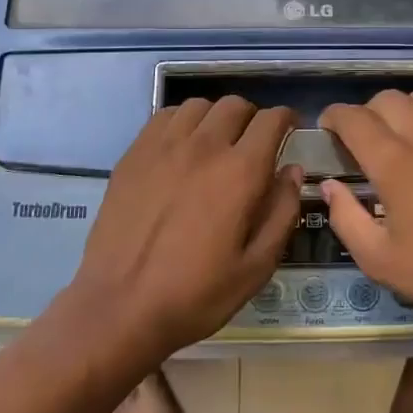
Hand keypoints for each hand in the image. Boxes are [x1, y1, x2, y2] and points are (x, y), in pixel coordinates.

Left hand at [68, 97, 302, 361]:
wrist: (120, 308)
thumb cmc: (196, 294)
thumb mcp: (256, 266)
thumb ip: (282, 212)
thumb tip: (293, 171)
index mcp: (240, 172)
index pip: (271, 120)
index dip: (286, 119)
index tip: (290, 130)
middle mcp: (204, 147)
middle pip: (235, 105)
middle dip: (252, 117)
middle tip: (253, 143)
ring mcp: (163, 146)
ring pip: (199, 105)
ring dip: (216, 117)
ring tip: (216, 142)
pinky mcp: (134, 154)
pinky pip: (164, 116)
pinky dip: (182, 121)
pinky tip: (181, 147)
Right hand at [319, 91, 412, 336]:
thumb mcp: (379, 259)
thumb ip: (345, 217)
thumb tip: (330, 186)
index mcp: (394, 162)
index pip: (354, 118)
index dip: (334, 117)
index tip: (327, 129)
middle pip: (386, 100)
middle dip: (364, 113)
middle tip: (359, 141)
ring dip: (398, 110)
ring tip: (395, 137)